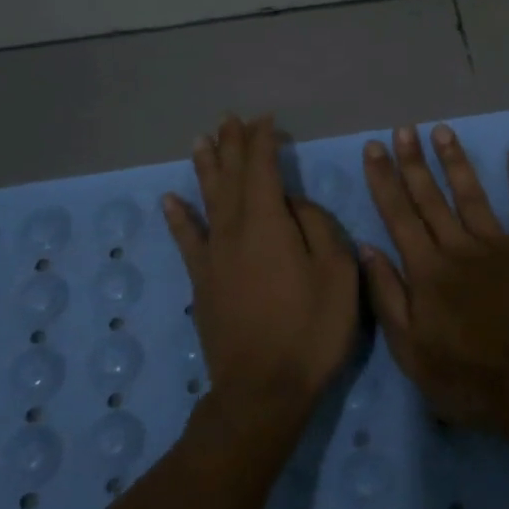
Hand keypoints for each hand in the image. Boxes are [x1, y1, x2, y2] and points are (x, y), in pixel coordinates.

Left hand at [163, 115, 359, 427]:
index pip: (262, 168)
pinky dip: (179, 218)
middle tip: (229, 119)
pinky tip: (170, 200)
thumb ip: (318, 227)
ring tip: (201, 140)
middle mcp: (234, 230)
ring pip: (207, 199)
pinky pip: (187, 240)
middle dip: (232, 145)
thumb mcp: (338, 272)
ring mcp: (213, 256)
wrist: (263, 389)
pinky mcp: (202, 282)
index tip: (265, 121)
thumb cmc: (311, 329)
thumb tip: (295, 204)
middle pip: (231, 177)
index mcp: (268, 222)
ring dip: (206, 167)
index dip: (262, 141)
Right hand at [360, 124, 508, 438]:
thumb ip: (388, 296)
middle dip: (413, 161)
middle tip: (402, 129)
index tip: (373, 148)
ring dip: (456, 161)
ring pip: (472, 194)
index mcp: (426, 270)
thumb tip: (367, 248)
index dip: (383, 180)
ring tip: (442, 131)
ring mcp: (499, 245)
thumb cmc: (469, 377)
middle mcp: (458, 247)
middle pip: (430, 197)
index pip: (398, 215)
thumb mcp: (411, 351)